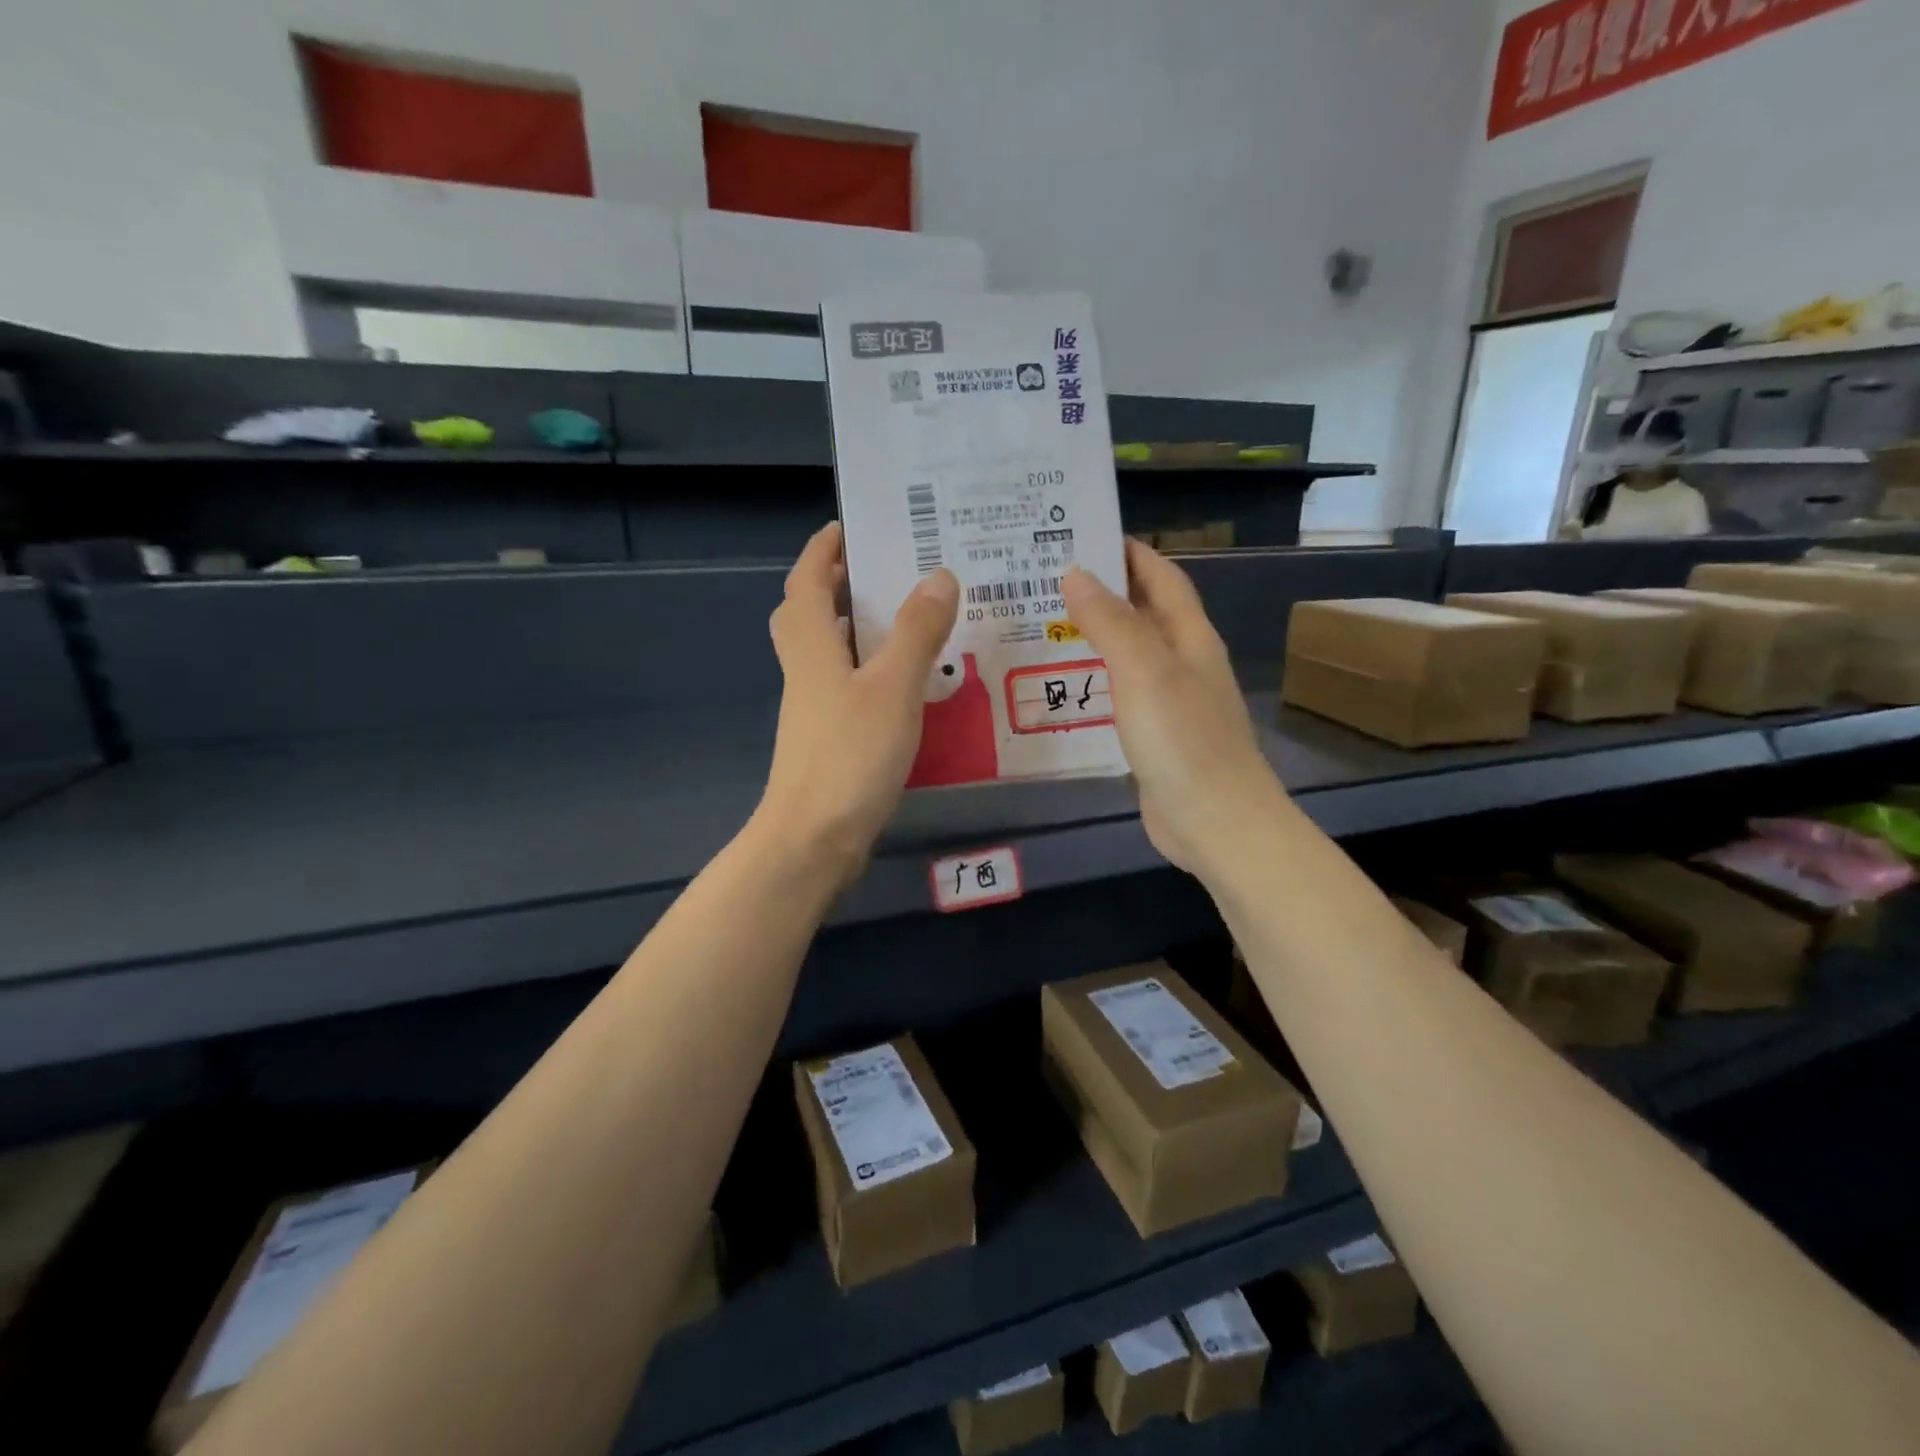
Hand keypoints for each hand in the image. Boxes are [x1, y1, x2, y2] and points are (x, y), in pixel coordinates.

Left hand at [758, 523, 958, 880]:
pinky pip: (848, 687)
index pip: (806, 582)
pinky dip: (871, 672)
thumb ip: (917, 632)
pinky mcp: (828, 740)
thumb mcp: (892, 687)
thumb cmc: (850, 756)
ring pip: (829, 653)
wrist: (814, 839)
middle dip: (836, 586)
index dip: (821, 551)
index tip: (847, 527)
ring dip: (857, 629)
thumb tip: (939, 575)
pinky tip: (909, 684)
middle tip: (882, 571)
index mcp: (812, 647)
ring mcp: (814, 709)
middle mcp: (806, 671)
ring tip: (909, 619)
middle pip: (808, 615)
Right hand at [1062, 538, 1284, 876]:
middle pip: (1144, 613)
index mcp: (1190, 638)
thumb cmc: (1183, 740)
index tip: (1083, 533)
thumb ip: (1110, 621)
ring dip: (1095, 635)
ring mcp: (1171, 702)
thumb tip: (1076, 572)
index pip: (1162, 578)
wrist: (1215, 822)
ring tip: (1044, 623)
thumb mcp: (1144, 671)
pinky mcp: (1155, 736)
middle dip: (1104, 590)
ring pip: (1130, 654)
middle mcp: (1183, 663)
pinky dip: (1094, 679)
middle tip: (1046, 578)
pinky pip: (1121, 694)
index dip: (1130, 552)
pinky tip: (1063, 685)